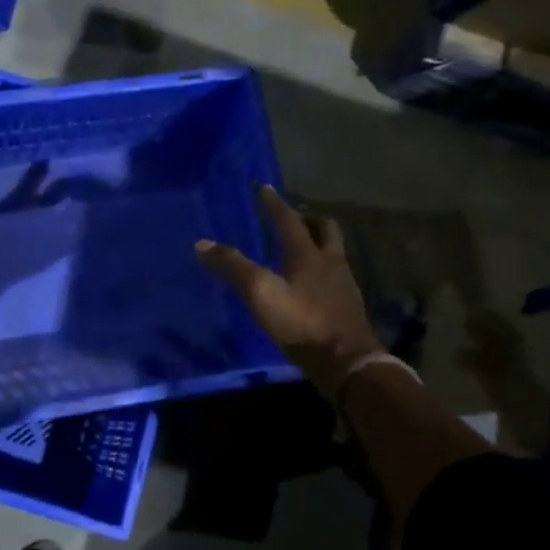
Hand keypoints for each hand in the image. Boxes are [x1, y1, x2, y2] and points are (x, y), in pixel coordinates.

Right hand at [196, 185, 382, 395]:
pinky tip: (308, 284)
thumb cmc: (301, 321)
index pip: (288, 220)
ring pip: (332, 252)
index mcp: (308, 254)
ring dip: (316, 243)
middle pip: (324, 229)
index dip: (273, 203)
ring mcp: (343, 285)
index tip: (263, 187)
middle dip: (307, 219)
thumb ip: (233, 266)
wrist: (345, 361)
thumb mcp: (260, 292)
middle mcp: (330, 262)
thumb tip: (202, 244)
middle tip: (291, 217)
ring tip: (298, 248)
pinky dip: (320, 269)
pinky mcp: (347, 306)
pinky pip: (334, 276)